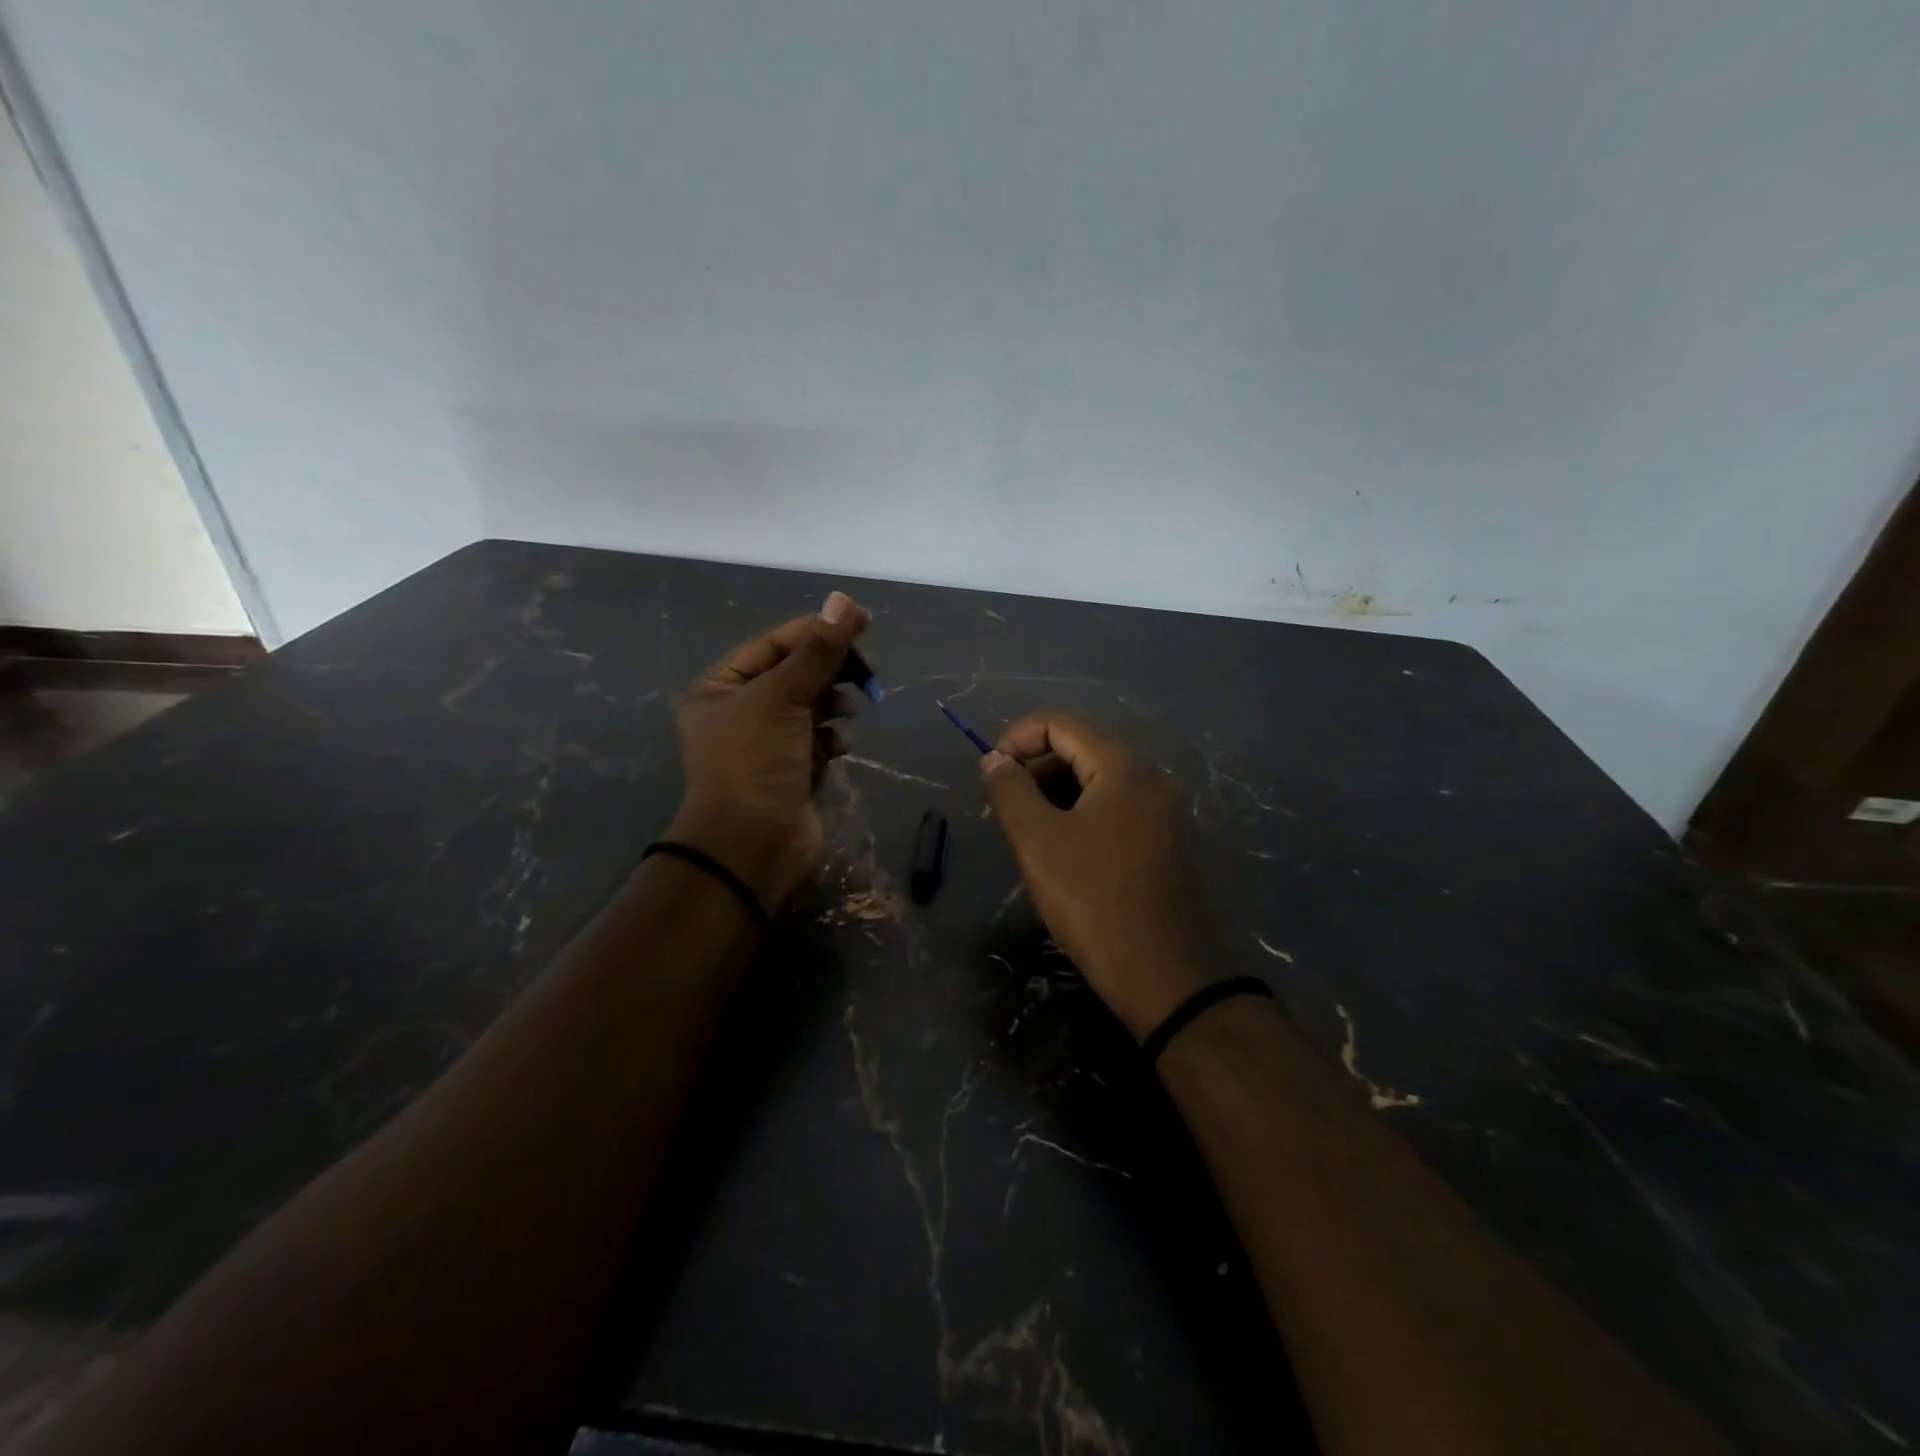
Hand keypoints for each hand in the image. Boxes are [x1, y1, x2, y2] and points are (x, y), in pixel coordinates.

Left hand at [667, 591, 871, 909]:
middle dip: (830, 671)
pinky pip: (818, 741)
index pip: (775, 644)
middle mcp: (739, 712)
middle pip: (795, 674)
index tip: (862, 622)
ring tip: (849, 711)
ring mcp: (766, 744)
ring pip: (811, 707)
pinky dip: (832, 739)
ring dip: (834, 704)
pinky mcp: (791, 771)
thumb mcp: (783, 696)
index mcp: (720, 688)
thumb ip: (817, 650)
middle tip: (866, 670)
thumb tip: (844, 601)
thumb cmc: (756, 761)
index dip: (817, 631)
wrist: (752, 844)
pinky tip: (839, 747)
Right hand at [981, 713, 1211, 1038]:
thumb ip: (1009, 790)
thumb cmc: (1094, 902)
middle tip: (1006, 809)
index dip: (1017, 739)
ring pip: (1099, 782)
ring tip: (1029, 833)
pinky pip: (1118, 809)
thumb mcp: (1038, 842)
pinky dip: (1083, 815)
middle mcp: (1152, 778)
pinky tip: (1064, 852)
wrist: (1167, 976)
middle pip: (1082, 749)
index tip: (990, 773)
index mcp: (1123, 768)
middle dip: (1036, 769)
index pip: (1060, 724)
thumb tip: (993, 759)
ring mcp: (1166, 811)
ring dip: (1057, 794)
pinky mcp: (1170, 842)